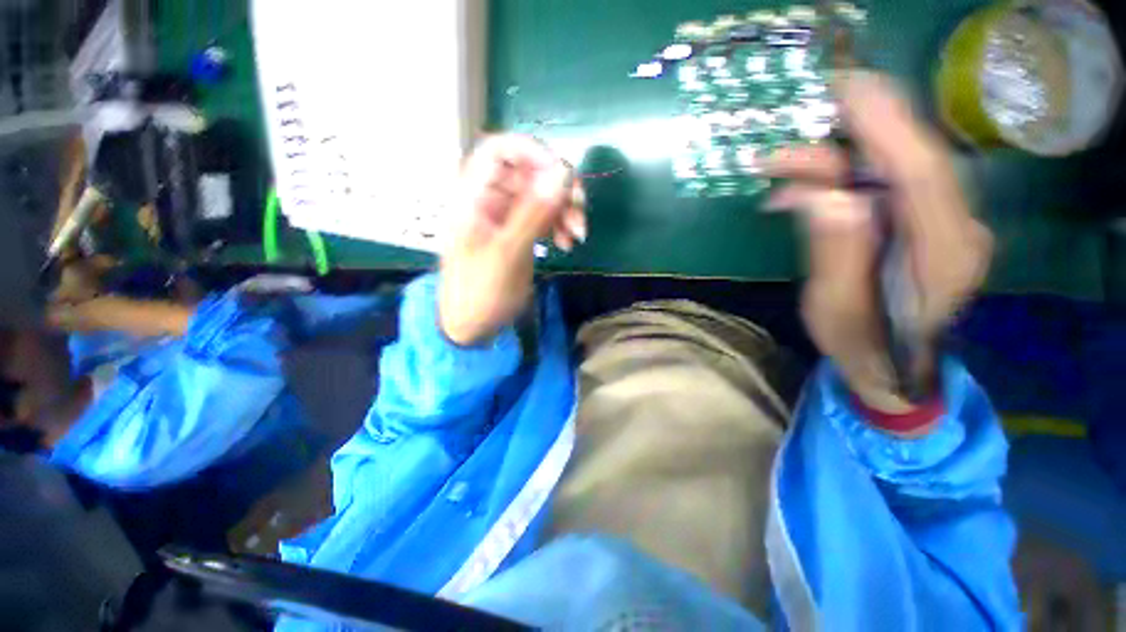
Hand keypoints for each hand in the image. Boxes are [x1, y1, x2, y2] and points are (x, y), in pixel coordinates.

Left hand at [439, 135, 585, 345]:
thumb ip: (534, 213)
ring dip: (564, 209)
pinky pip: (544, 216)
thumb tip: (563, 171)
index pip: (501, 150)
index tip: (562, 174)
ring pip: (541, 195)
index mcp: (474, 196)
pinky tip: (567, 243)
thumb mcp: (508, 254)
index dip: (533, 152)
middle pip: (529, 171)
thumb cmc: (480, 293)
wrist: (471, 326)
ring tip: (577, 235)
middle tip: (579, 209)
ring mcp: (506, 216)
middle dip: (559, 188)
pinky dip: (559, 224)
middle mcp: (489, 199)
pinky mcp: (518, 232)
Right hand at [763, 72, 991, 412]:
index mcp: (944, 255)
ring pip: (890, 168)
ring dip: (832, 161)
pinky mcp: (921, 222)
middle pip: (909, 160)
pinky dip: (836, 181)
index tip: (847, 91)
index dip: (887, 127)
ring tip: (775, 165)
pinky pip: (880, 186)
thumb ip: (835, 254)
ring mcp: (942, 222)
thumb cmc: (863, 349)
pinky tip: (796, 191)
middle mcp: (956, 228)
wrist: (894, 368)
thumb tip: (824, 197)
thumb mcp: (836, 311)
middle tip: (806, 108)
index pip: (923, 176)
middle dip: (856, 130)